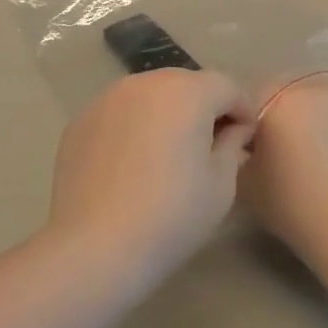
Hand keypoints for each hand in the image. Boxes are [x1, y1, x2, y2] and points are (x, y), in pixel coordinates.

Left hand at [47, 69, 254, 290]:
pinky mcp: (81, 119)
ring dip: (166, 113)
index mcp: (187, 91)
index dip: (243, 110)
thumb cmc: (171, 215)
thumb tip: (233, 130)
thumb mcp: (221, 185)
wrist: (96, 245)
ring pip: (150, 95)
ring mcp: (108, 97)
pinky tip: (132, 163)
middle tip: (210, 145)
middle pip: (186, 84)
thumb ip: (232, 145)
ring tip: (169, 152)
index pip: (227, 86)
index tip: (246, 140)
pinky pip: (120, 112)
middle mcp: (146, 82)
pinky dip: (133, 126)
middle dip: (204, 107)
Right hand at [242, 81, 327, 263]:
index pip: (248, 101)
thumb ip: (236, 151)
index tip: (244, 152)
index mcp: (276, 97)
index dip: (243, 126)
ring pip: (313, 109)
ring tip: (304, 162)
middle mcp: (311, 90)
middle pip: (283, 99)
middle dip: (276, 121)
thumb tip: (241, 144)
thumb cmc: (290, 201)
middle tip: (272, 156)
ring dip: (305, 126)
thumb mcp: (243, 179)